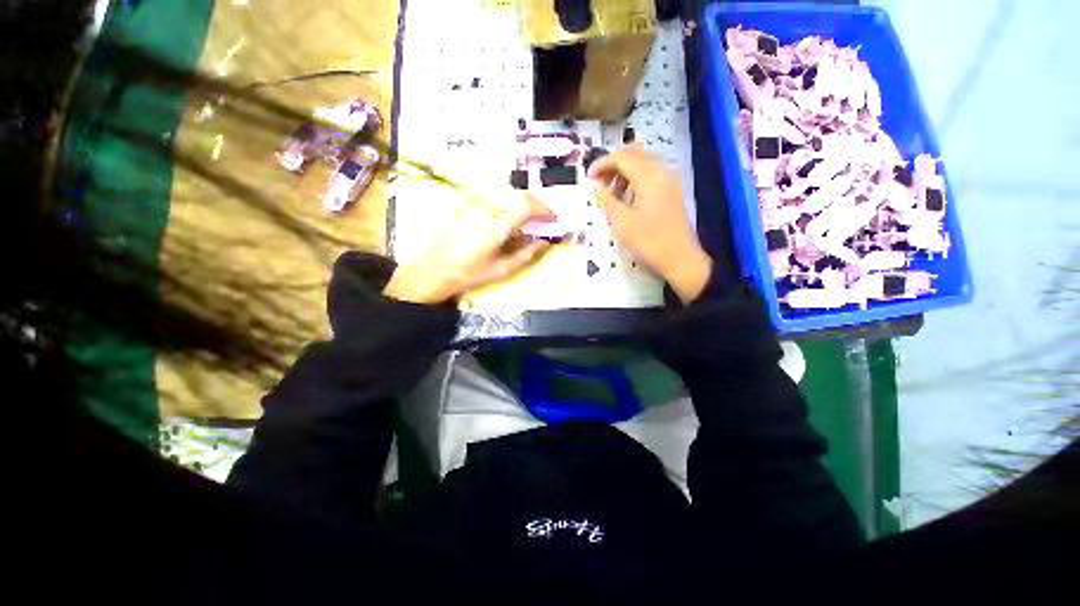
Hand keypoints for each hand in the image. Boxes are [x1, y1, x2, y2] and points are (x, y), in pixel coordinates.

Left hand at [383, 192, 555, 303]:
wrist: (434, 270)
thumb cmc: (469, 274)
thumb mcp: (501, 270)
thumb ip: (526, 255)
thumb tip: (545, 242)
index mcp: (495, 228)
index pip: (526, 205)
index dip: (544, 209)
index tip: (553, 219)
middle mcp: (485, 210)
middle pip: (518, 195)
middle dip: (536, 205)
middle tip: (543, 219)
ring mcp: (474, 205)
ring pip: (506, 194)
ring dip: (522, 204)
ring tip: (527, 220)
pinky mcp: (466, 204)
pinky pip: (493, 198)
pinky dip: (507, 205)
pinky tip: (506, 219)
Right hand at [587, 148, 712, 303]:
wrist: (680, 258)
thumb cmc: (648, 241)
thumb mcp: (621, 222)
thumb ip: (606, 199)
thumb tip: (593, 184)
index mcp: (648, 176)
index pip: (621, 157)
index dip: (601, 164)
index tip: (588, 179)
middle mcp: (661, 170)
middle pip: (633, 154)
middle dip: (613, 165)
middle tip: (599, 185)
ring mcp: (669, 179)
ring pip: (643, 163)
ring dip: (624, 172)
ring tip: (611, 194)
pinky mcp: (672, 190)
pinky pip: (651, 173)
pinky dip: (635, 179)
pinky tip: (627, 198)